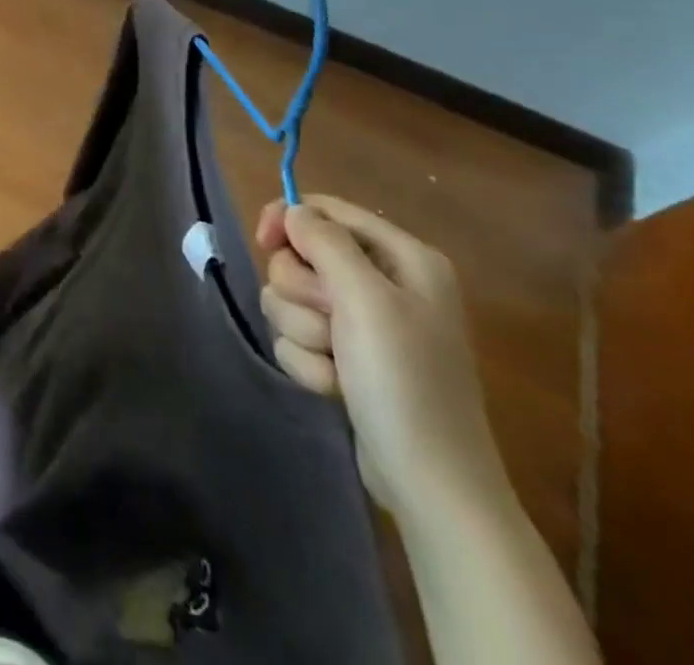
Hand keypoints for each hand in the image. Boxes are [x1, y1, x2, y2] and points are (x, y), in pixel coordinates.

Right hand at [255, 194, 506, 523]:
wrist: (430, 483)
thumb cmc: (404, 381)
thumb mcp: (366, 300)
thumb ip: (325, 243)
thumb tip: (293, 210)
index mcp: (403, 258)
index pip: (326, 209)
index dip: (288, 219)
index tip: (263, 241)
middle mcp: (384, 283)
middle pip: (301, 256)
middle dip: (301, 292)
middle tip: (329, 323)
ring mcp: (364, 323)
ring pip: (291, 298)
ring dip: (302, 331)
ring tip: (334, 363)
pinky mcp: (345, 356)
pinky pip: (297, 335)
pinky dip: (307, 361)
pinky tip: (334, 386)